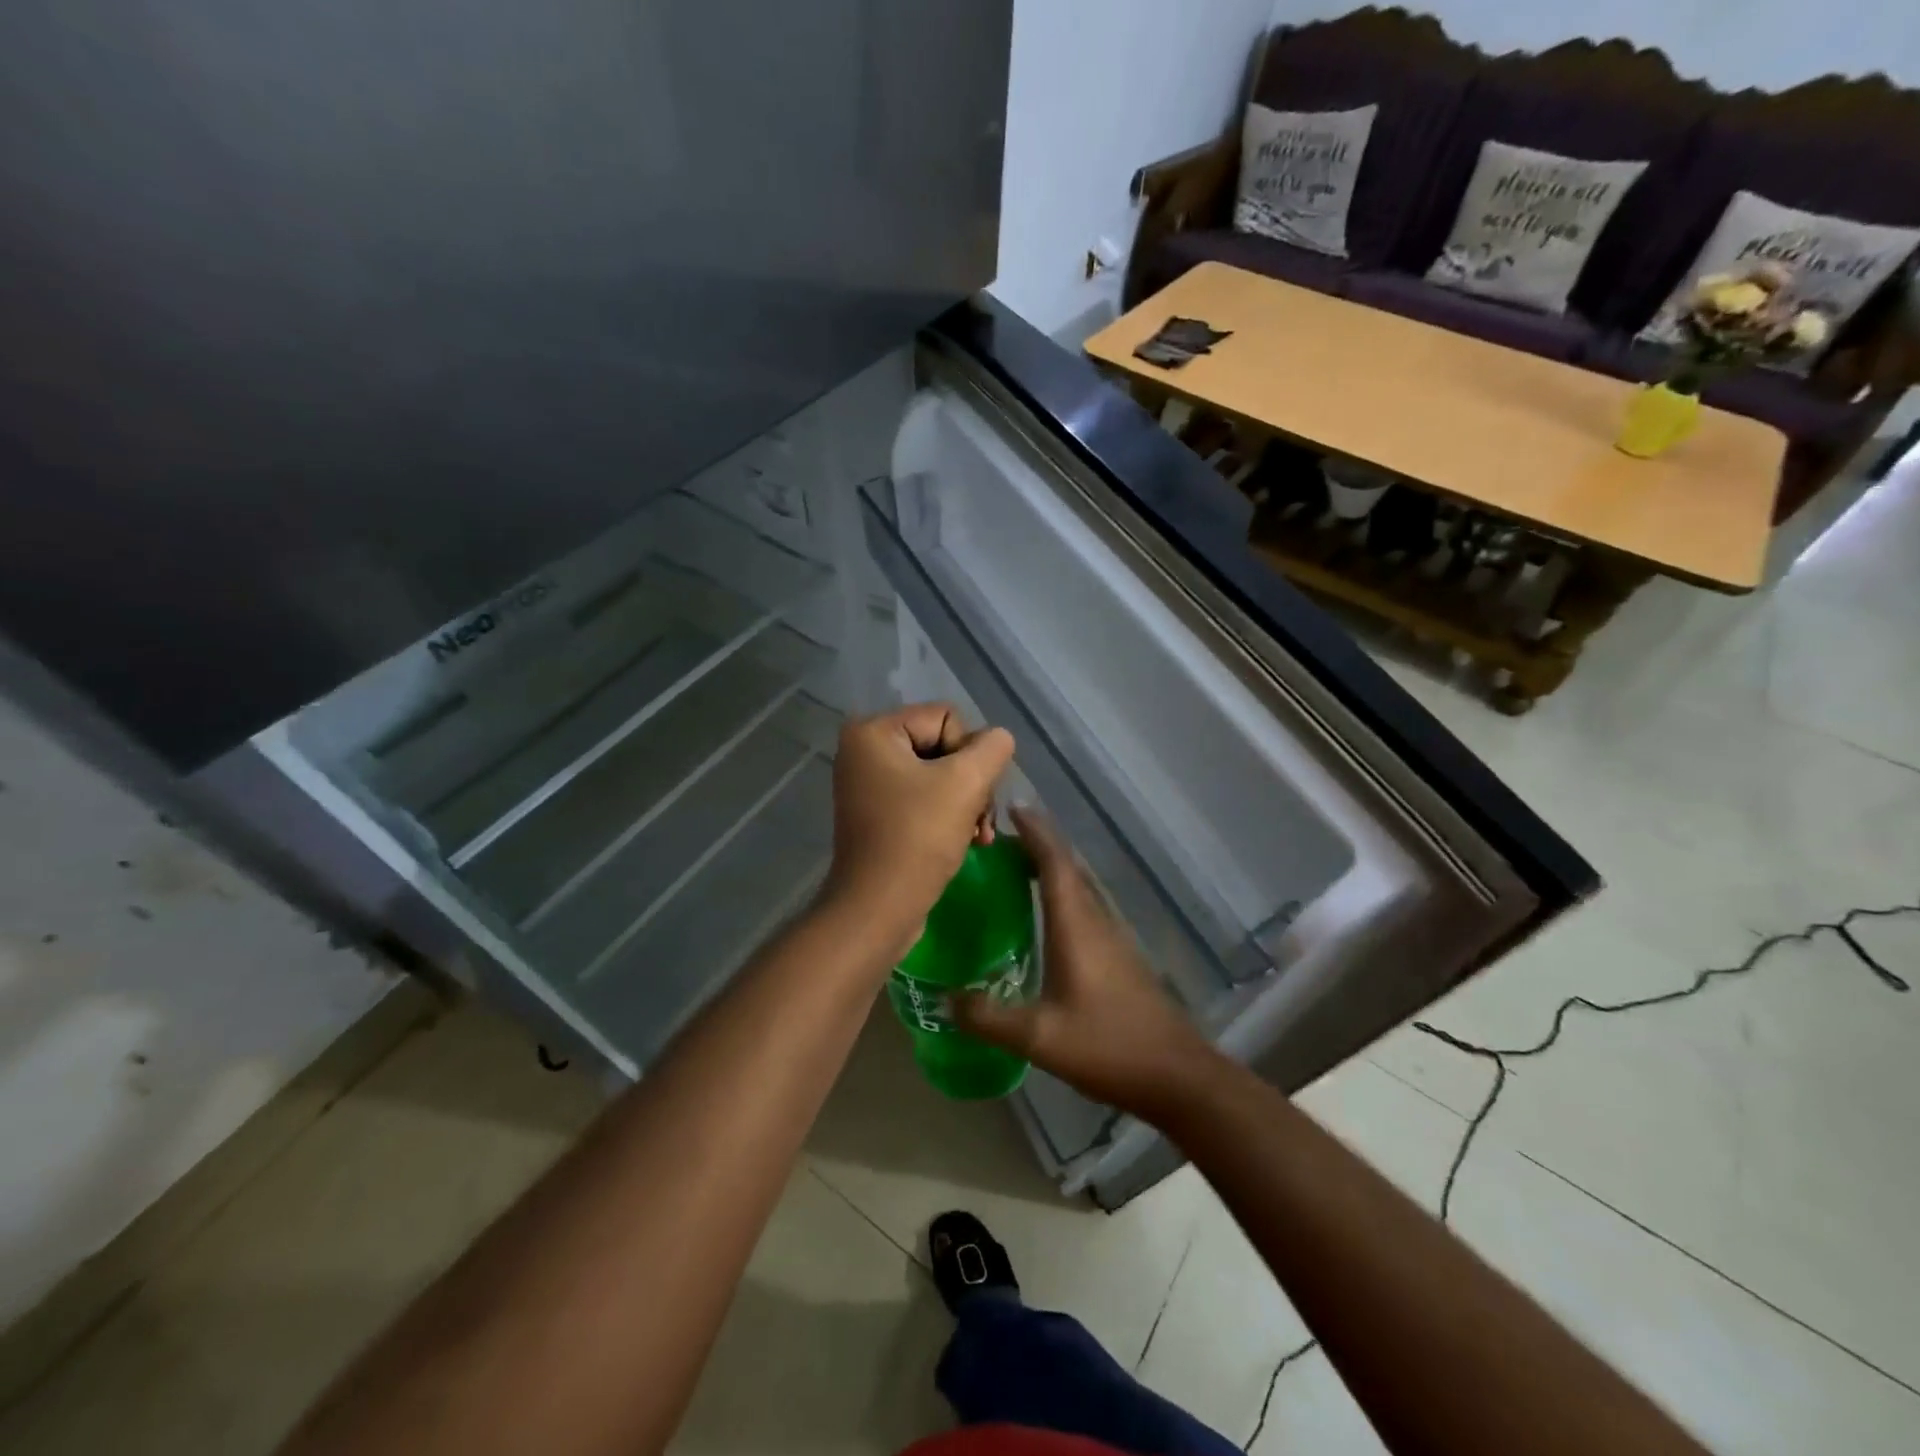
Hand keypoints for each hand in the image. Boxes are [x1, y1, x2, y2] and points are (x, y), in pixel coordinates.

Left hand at [821, 703, 1014, 952]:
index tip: (969, 792)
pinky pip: (925, 799)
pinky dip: (949, 816)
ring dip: (967, 803)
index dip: (969, 753)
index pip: (946, 717)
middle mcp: (864, 750)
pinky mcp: (879, 814)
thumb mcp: (966, 783)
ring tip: (979, 835)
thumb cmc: (918, 838)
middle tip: (981, 819)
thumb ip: (992, 748)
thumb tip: (998, 739)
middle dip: (971, 782)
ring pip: (940, 775)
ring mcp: (869, 784)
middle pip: (943, 745)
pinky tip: (968, 841)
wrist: (879, 909)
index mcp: (873, 731)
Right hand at [954, 807, 1216, 1120]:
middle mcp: (1096, 921)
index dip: (1035, 832)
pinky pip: (1085, 907)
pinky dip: (1062, 893)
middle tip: (1001, 838)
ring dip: (1051, 867)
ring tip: (1017, 867)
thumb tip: (945, 998)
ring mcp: (1113, 938)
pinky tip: (1046, 915)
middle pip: (1067, 867)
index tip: (1013, 807)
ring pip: (1079, 886)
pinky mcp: (1119, 956)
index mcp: (1076, 925)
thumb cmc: (1107, 1046)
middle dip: (1038, 844)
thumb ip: (988, 1017)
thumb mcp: (1038, 1037)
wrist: (1176, 1075)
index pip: (1054, 863)